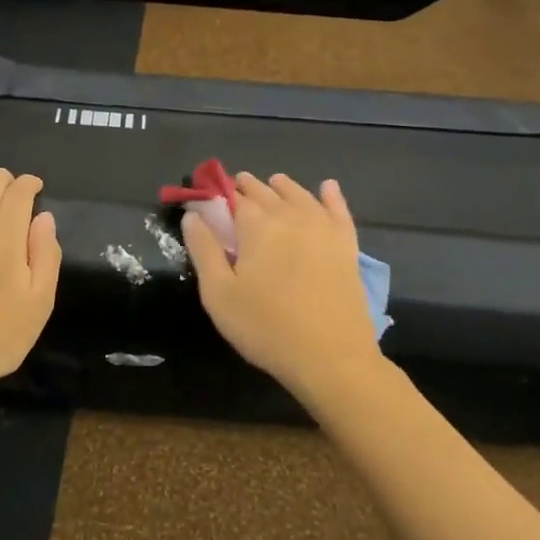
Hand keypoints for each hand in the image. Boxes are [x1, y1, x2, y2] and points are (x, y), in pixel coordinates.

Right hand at [183, 173, 385, 398]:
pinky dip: (331, 196)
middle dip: (248, 187)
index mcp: (257, 225)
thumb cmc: (266, 327)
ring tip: (273, 183)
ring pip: (300, 195)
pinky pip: (338, 210)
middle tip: (236, 188)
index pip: (234, 197)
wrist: (330, 356)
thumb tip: (193, 216)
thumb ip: (204, 250)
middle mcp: (291, 216)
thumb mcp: (219, 294)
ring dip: (283, 187)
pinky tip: (327, 187)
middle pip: (266, 192)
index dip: (220, 194)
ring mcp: (323, 229)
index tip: (209, 194)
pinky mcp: (347, 246)